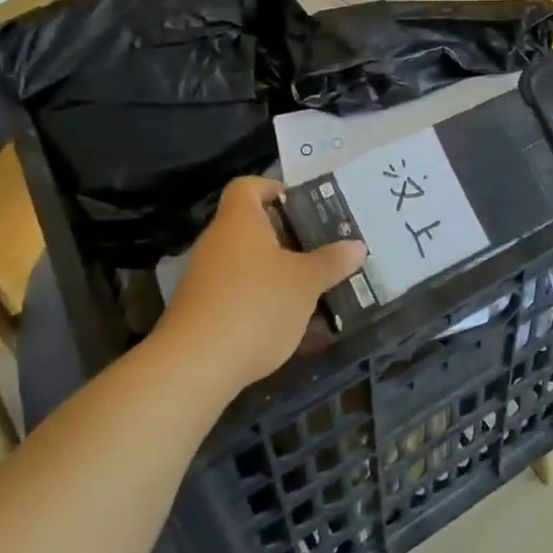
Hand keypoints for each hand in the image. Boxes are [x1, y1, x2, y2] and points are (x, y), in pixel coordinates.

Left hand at [154, 176, 366, 394]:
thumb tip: (356, 246)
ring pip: (247, 266)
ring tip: (313, 291)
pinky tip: (289, 327)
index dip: (272, 188)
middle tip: (320, 251)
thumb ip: (331, 262)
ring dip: (276, 275)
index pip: (248, 186)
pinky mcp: (200, 313)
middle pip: (251, 228)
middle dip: (286, 240)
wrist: (196, 366)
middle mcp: (217, 242)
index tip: (300, 205)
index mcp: (240, 221)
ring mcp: (204, 279)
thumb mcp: (306, 283)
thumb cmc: (256, 305)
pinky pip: (237, 296)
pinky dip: (262, 304)